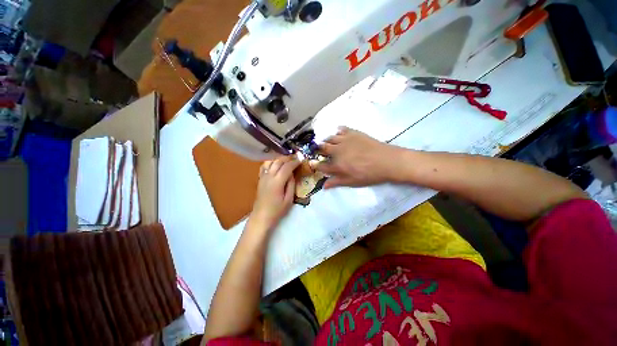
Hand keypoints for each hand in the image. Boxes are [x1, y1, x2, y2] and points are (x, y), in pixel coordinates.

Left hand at [250, 156, 300, 230]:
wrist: (261, 217)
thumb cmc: (277, 210)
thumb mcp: (289, 199)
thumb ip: (291, 184)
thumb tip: (292, 174)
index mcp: (277, 182)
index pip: (287, 167)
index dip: (295, 162)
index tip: (301, 160)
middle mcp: (269, 176)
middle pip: (278, 161)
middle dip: (288, 158)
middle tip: (296, 158)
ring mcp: (263, 177)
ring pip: (270, 161)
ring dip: (279, 159)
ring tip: (287, 160)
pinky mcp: (260, 179)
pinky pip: (264, 166)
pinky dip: (271, 162)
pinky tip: (276, 164)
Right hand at [316, 127, 399, 188]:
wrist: (387, 161)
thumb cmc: (369, 174)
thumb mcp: (352, 182)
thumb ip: (336, 182)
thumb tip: (324, 186)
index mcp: (337, 165)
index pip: (322, 165)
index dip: (316, 165)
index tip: (313, 164)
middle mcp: (337, 151)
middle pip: (323, 148)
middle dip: (319, 150)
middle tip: (319, 151)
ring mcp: (345, 140)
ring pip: (330, 138)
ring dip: (326, 140)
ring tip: (327, 142)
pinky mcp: (353, 133)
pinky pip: (341, 129)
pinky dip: (337, 131)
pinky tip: (338, 133)